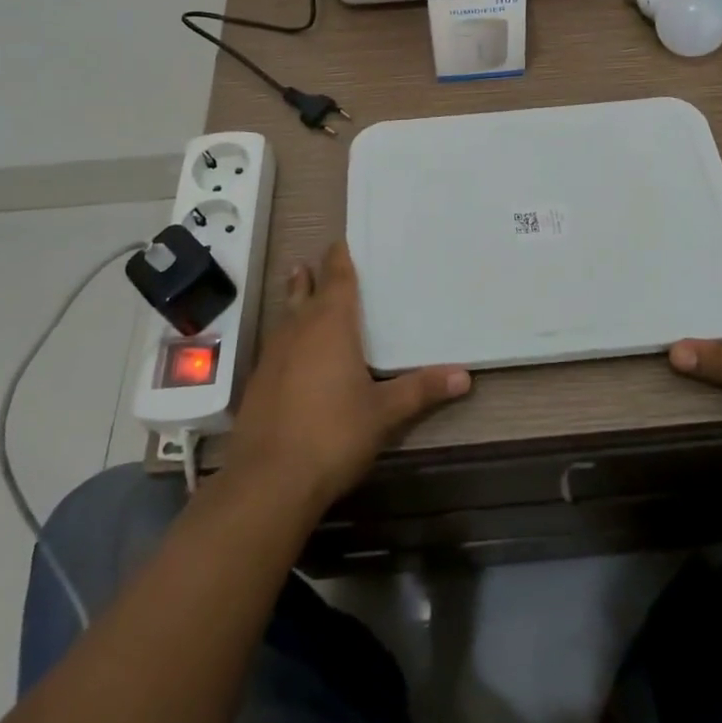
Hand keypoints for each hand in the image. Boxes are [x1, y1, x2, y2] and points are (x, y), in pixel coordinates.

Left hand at [227, 241, 470, 510]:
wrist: (268, 481)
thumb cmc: (333, 434)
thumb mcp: (384, 413)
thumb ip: (421, 390)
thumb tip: (464, 376)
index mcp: (331, 324)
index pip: (337, 278)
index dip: (339, 258)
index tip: (342, 241)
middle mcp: (299, 330)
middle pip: (305, 292)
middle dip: (312, 276)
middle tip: (315, 261)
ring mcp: (273, 355)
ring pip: (286, 316)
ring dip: (294, 301)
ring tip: (298, 288)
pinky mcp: (257, 382)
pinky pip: (276, 345)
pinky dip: (286, 337)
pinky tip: (290, 352)